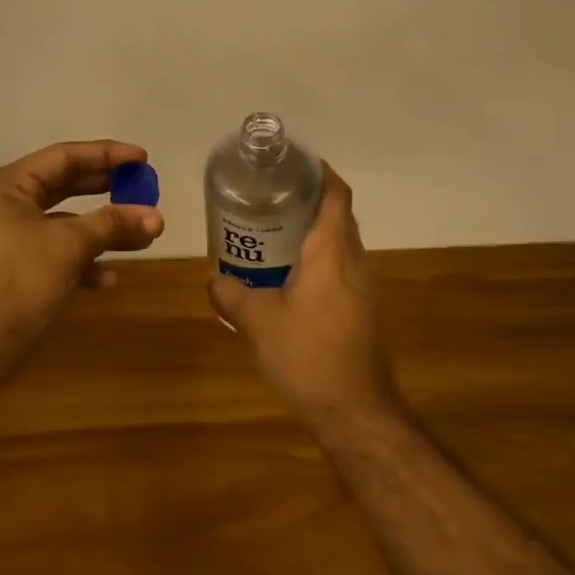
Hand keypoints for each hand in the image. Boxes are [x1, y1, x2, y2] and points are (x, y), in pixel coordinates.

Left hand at [0, 141, 163, 367]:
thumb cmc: (18, 281)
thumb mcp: (69, 245)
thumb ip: (113, 224)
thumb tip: (156, 216)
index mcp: (8, 186)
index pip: (64, 156)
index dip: (106, 155)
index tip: (143, 158)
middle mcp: (6, 205)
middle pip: (66, 186)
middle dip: (108, 191)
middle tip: (144, 189)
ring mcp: (10, 238)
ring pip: (66, 223)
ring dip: (104, 230)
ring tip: (143, 237)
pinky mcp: (17, 268)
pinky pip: (57, 253)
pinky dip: (84, 261)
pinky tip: (108, 280)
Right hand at [208, 164, 393, 423]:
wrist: (354, 409)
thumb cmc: (307, 355)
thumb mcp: (257, 322)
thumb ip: (230, 295)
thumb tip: (211, 278)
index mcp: (331, 252)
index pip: (336, 194)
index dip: (320, 173)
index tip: (292, 165)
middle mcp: (353, 261)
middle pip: (339, 215)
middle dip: (309, 200)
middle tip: (270, 197)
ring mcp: (362, 286)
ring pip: (341, 242)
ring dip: (313, 231)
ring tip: (273, 232)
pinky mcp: (362, 308)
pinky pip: (341, 267)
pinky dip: (318, 258)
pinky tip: (288, 276)